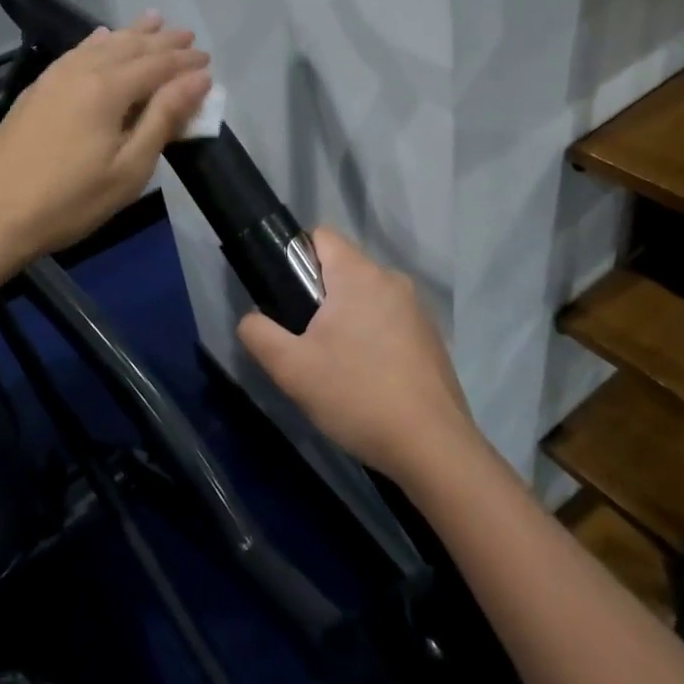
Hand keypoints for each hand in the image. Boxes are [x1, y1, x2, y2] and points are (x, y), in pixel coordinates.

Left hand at [0, 13, 211, 269]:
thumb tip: (198, 80)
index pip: (157, 65)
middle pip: (130, 47)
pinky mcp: (36, 90)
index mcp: (108, 89)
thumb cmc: (70, 200)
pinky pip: (76, 52)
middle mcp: (81, 71)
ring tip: (153, 20)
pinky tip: (101, 37)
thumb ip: (164, 118)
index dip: (185, 63)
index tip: (209, 61)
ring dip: (131, 33)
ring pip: (101, 44)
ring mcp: (53, 78)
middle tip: (188, 36)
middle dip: (162, 42)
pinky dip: (96, 42)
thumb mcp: (130, 167)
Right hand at [236, 227, 480, 486]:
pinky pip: (390, 322)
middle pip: (343, 269)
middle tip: (305, 342)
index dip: (295, 258)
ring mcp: (417, 309)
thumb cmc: (357, 395)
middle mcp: (392, 280)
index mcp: (359, 274)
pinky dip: (374, 339)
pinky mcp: (432, 338)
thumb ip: (259, 334)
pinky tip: (369, 381)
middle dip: (319, 297)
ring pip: (367, 298)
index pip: (320, 236)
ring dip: (347, 321)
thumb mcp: (291, 369)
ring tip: (336, 367)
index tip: (286, 298)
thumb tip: (251, 319)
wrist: (433, 447)